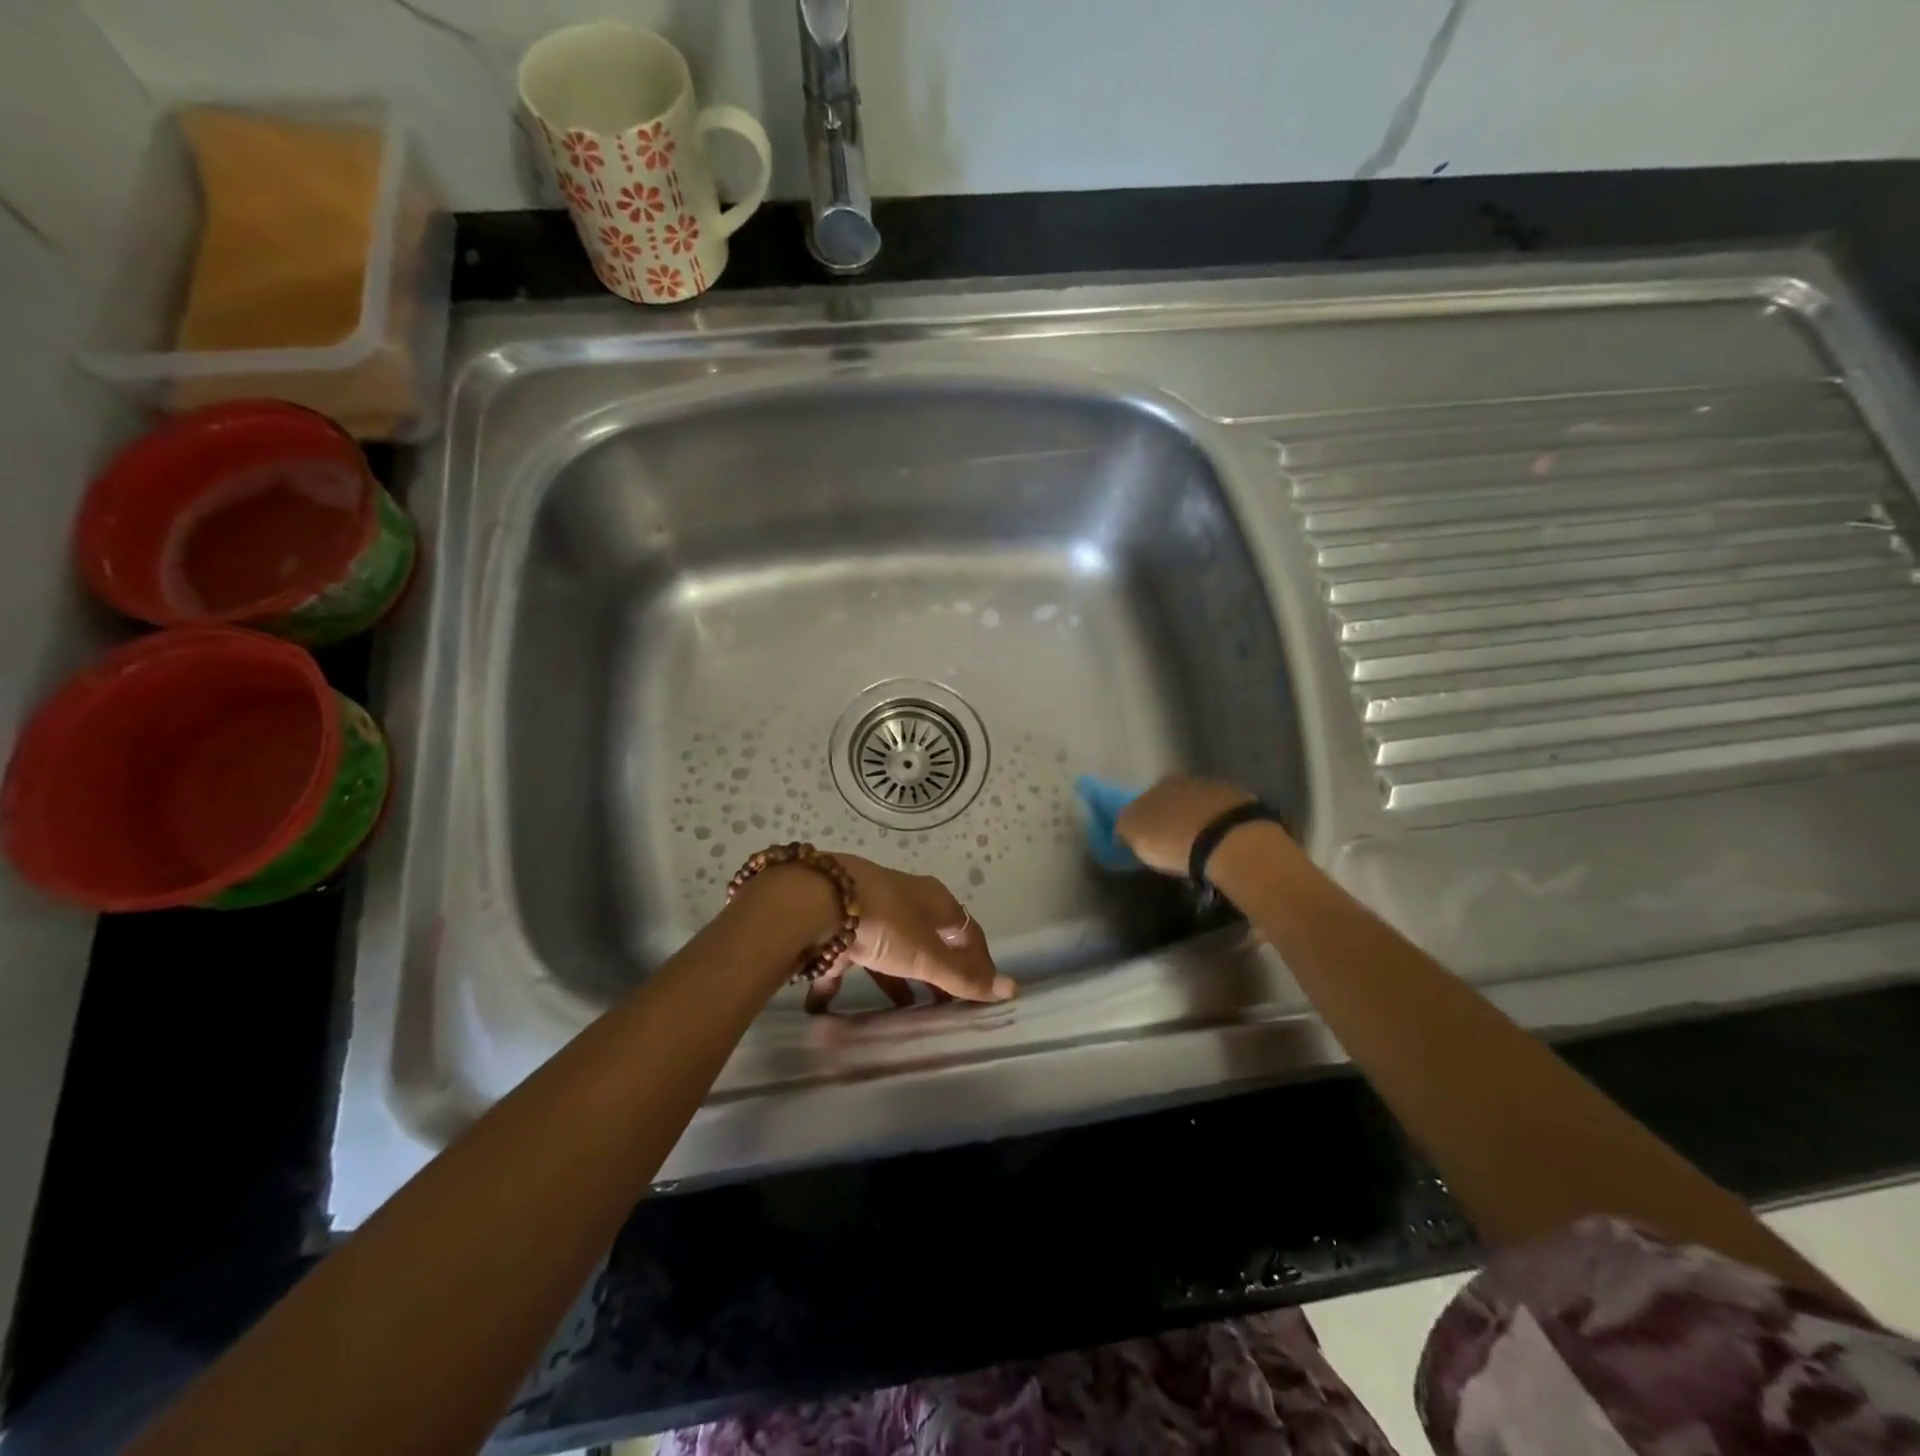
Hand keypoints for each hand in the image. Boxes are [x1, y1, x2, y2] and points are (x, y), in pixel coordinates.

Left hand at [808, 855, 1014, 1013]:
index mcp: (934, 900)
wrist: (817, 900)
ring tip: (900, 1013)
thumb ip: (964, 977)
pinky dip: (839, 980)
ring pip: (888, 950)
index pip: (967, 931)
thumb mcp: (928, 955)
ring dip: (894, 980)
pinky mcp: (835, 925)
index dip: (977, 961)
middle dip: (936, 973)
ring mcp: (868, 912)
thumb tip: (1013, 990)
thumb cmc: (887, 924)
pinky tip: (827, 1007)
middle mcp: (904, 901)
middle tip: (943, 1008)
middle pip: (928, 941)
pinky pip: (843, 956)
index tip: (982, 993)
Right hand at [1114, 775, 1259, 876]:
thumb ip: (1125, 827)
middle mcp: (1185, 780)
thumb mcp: (1136, 836)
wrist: (1230, 840)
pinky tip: (1220, 844)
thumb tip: (1123, 827)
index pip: (1142, 801)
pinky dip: (1219, 827)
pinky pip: (1223, 816)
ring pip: (1199, 806)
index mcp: (1156, 785)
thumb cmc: (1173, 839)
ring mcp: (1217, 789)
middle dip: (1170, 817)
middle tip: (1171, 843)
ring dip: (1196, 821)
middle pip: (1172, 800)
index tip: (1144, 839)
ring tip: (1198, 846)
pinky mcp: (1244, 804)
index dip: (1142, 820)